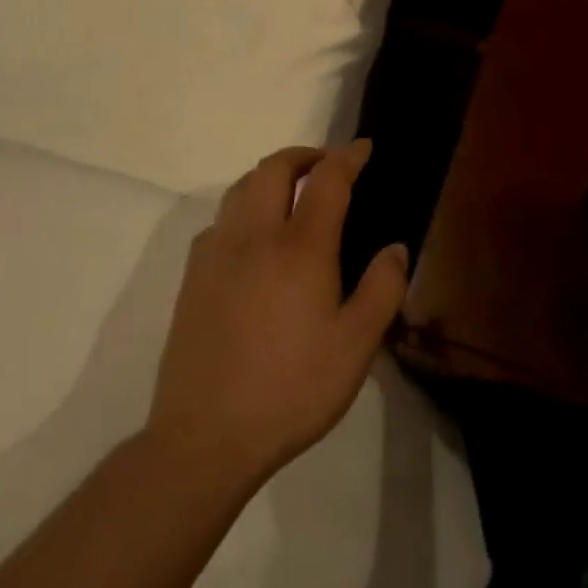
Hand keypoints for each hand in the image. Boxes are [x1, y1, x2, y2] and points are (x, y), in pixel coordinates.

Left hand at [146, 142, 409, 491]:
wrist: (204, 439)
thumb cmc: (290, 390)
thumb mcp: (356, 347)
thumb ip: (382, 289)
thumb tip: (395, 248)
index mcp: (300, 248)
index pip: (327, 180)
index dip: (348, 157)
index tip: (364, 148)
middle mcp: (254, 236)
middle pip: (274, 168)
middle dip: (304, 155)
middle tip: (327, 165)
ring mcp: (216, 254)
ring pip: (241, 188)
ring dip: (270, 176)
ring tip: (292, 192)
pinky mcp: (192, 278)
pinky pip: (220, 219)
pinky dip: (244, 207)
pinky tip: (254, 237)